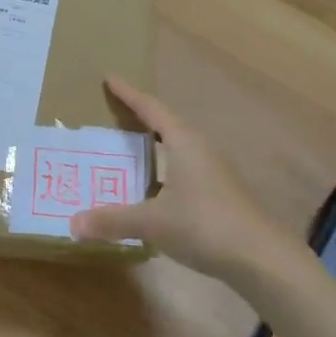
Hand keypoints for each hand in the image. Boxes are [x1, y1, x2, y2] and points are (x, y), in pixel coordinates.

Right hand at [70, 77, 292, 283]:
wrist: (263, 258)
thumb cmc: (204, 225)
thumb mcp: (152, 222)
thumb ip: (113, 220)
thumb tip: (73, 223)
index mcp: (184, 142)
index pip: (151, 108)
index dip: (129, 94)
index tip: (109, 78)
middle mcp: (200, 148)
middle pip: (166, 123)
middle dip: (140, 116)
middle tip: (113, 113)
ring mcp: (214, 171)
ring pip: (178, 147)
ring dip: (154, 144)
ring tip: (129, 147)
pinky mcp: (221, 193)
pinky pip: (184, 168)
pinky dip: (164, 168)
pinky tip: (153, 187)